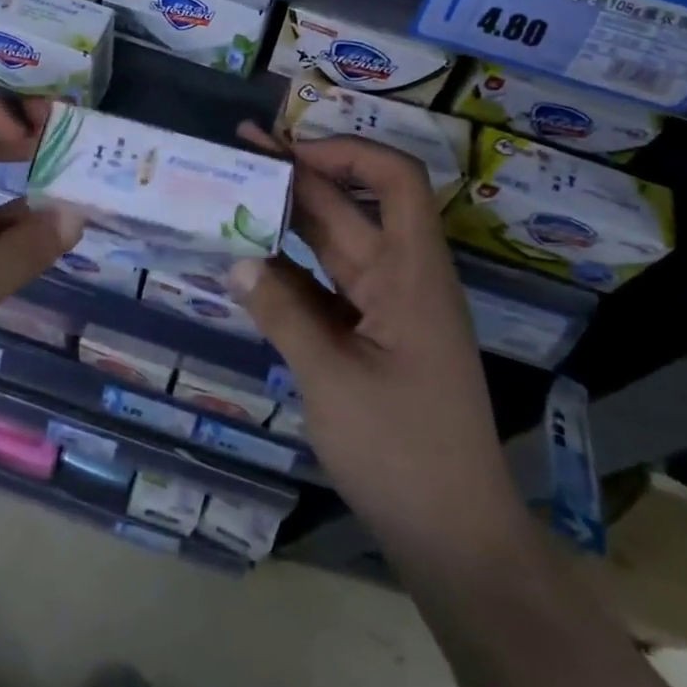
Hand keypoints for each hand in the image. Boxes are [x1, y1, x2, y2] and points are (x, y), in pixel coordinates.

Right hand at [228, 125, 520, 562]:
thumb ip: (283, 313)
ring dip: (289, 220)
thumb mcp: (332, 379)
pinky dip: (290, 271)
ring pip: (334, 246)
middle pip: (351, 209)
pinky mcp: (369, 338)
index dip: (347, 152)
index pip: (396, 181)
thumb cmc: (402, 452)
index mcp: (412, 274)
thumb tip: (237, 261)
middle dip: (298, 175)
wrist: (453, 537)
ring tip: (233, 192)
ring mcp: (385, 310)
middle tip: (239, 149)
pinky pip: (325, 288)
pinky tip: (249, 260)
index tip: (290, 150)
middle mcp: (401, 279)